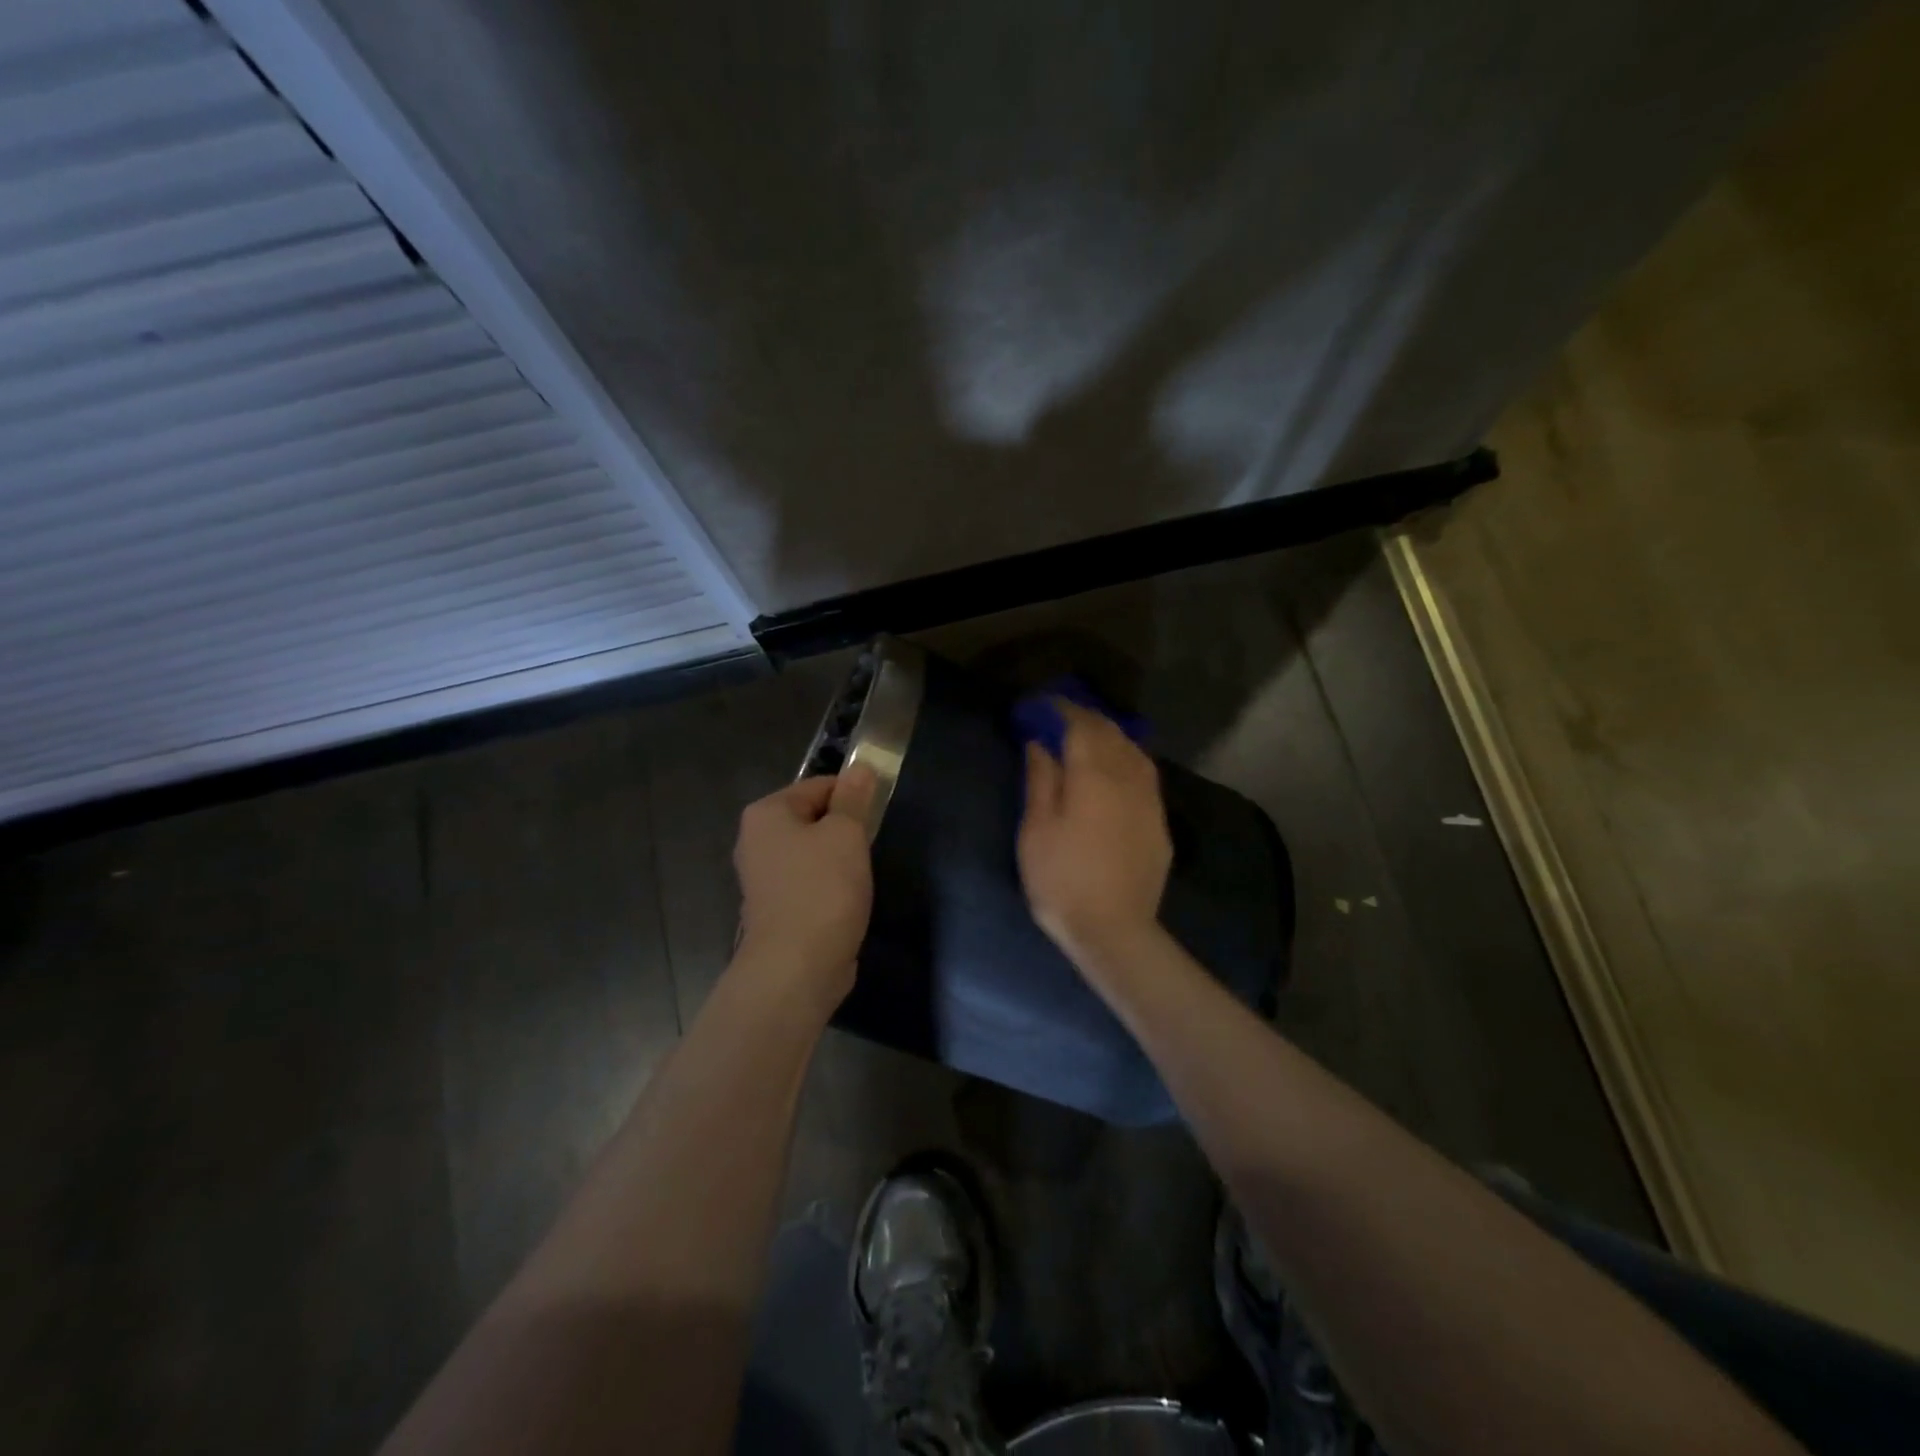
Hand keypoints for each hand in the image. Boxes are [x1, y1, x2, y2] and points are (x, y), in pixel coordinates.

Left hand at [732, 767, 878, 1009]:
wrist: (796, 967)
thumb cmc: (822, 889)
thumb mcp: (846, 834)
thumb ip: (854, 799)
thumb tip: (860, 768)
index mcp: (766, 813)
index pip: (818, 785)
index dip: (852, 795)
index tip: (877, 814)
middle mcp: (755, 841)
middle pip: (812, 818)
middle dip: (844, 829)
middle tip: (869, 846)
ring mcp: (762, 878)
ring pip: (812, 853)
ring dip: (838, 860)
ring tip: (860, 876)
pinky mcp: (774, 909)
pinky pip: (808, 883)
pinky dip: (828, 887)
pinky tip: (846, 901)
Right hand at [1018, 700, 1172, 965]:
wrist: (1114, 930)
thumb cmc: (1062, 880)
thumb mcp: (1036, 830)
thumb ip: (1041, 780)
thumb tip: (1041, 744)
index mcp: (1093, 775)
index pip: (1081, 726)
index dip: (1063, 710)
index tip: (1045, 705)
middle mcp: (1128, 778)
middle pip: (1111, 733)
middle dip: (1087, 719)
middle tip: (1063, 718)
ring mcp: (1149, 800)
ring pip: (1134, 751)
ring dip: (1111, 736)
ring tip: (1090, 738)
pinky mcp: (1159, 822)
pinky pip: (1145, 775)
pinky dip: (1128, 760)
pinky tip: (1118, 770)